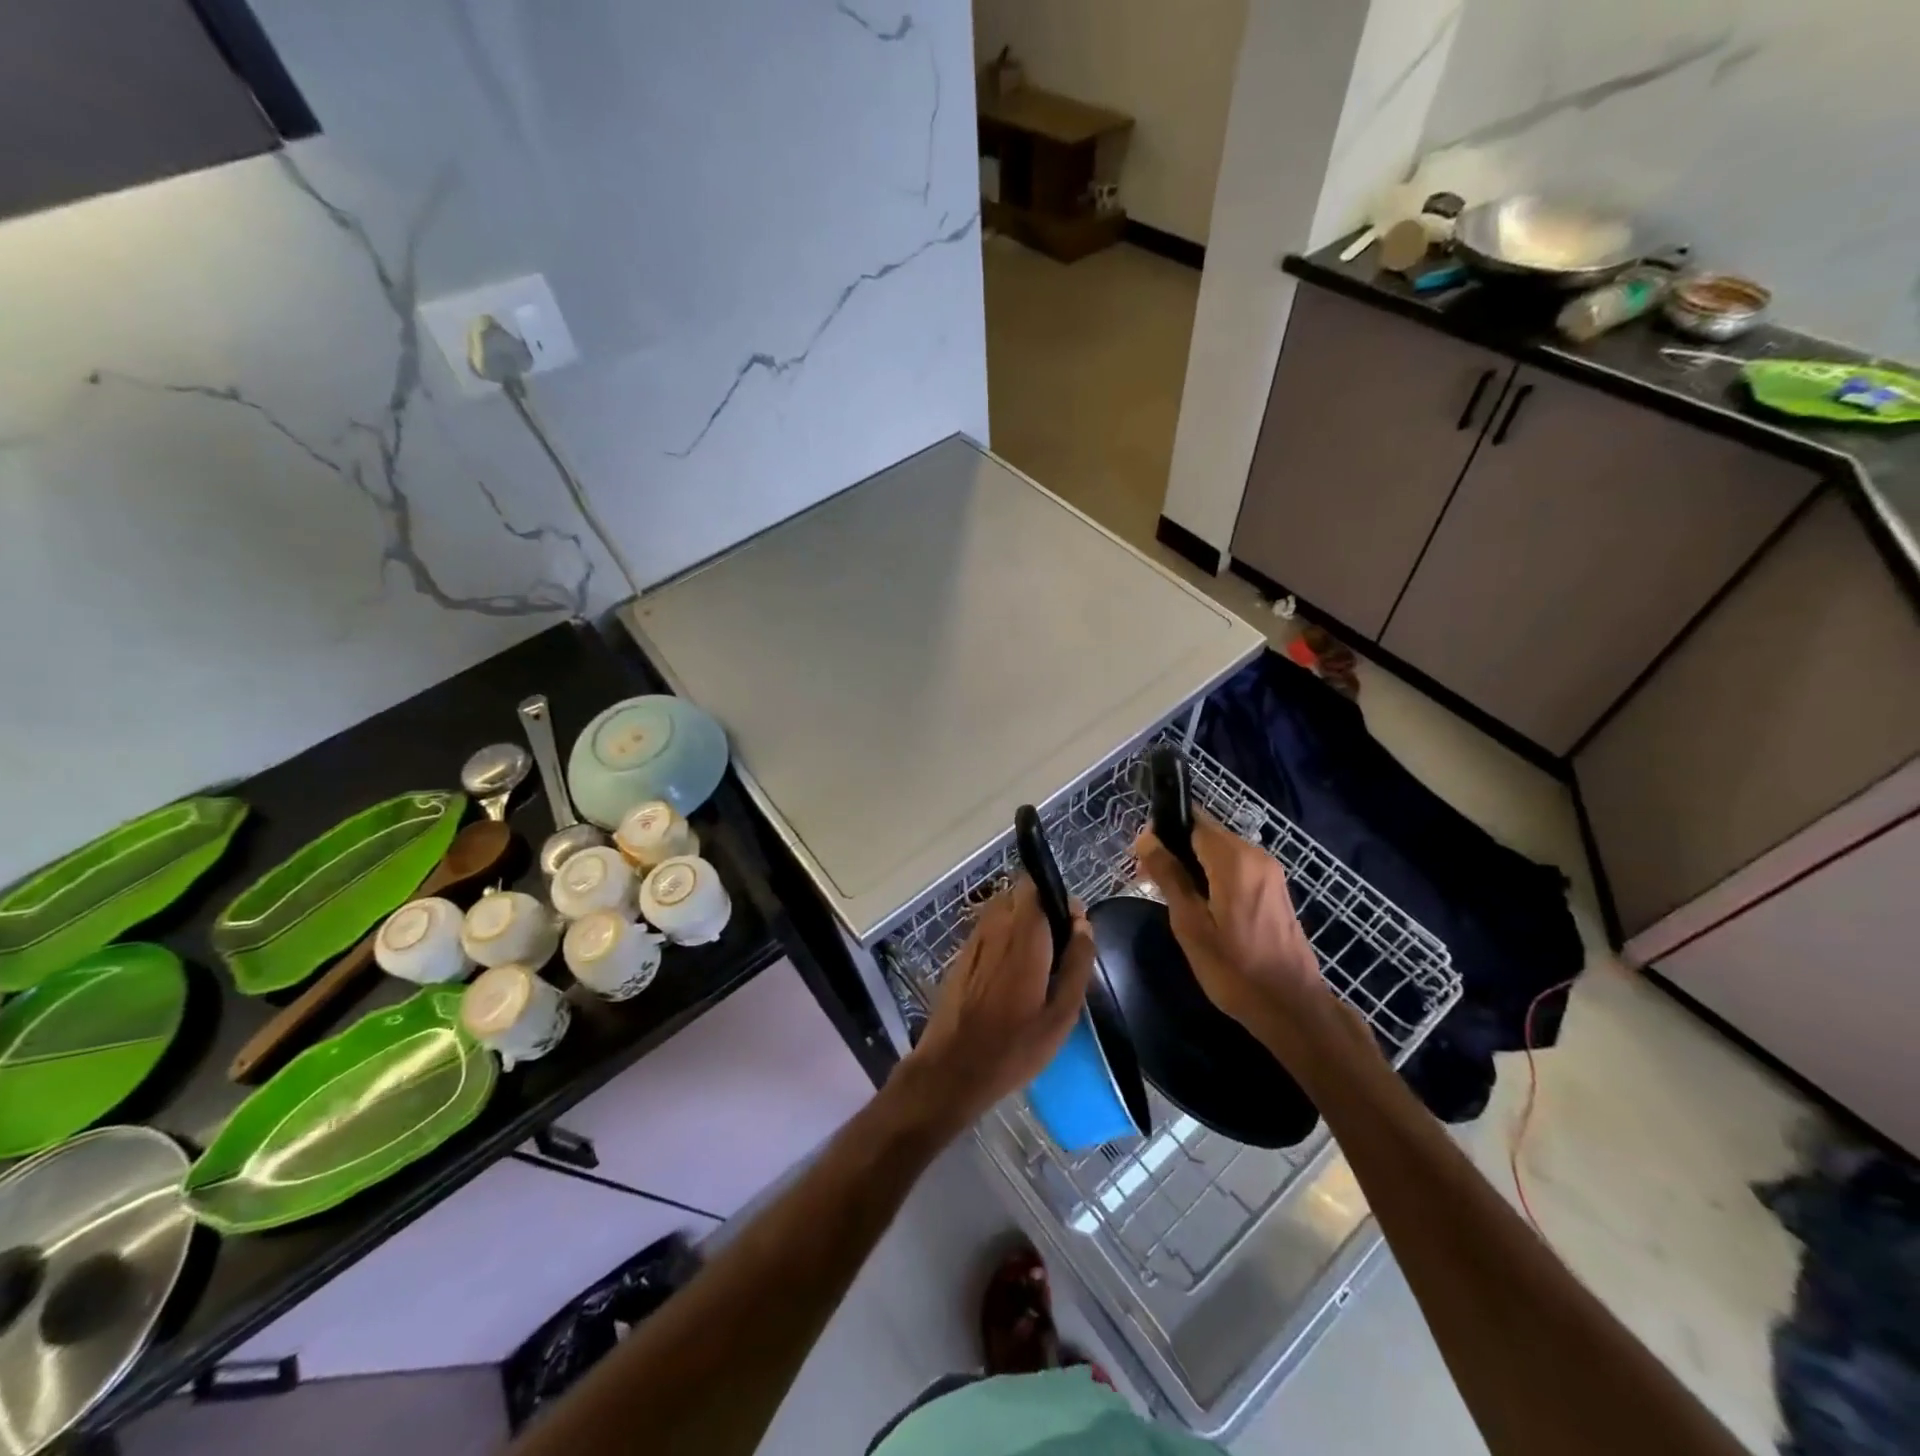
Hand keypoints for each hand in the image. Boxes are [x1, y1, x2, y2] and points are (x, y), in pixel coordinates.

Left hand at [899, 878, 1094, 1135]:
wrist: (953, 1068)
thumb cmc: (1015, 1046)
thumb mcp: (1061, 1014)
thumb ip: (1078, 963)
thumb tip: (1084, 924)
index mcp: (1024, 934)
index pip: (1036, 884)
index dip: (1058, 899)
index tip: (1073, 930)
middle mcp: (995, 926)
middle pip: (1020, 895)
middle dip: (1042, 911)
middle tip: (1058, 950)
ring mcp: (973, 939)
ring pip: (1003, 912)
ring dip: (1022, 925)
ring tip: (1037, 966)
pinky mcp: (961, 956)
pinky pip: (989, 932)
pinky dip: (1005, 940)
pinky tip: (1011, 978)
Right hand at [1135, 815, 1324, 1030]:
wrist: (1292, 1007)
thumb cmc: (1234, 969)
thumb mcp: (1190, 924)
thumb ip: (1168, 875)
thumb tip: (1146, 837)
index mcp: (1234, 860)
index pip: (1192, 821)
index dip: (1163, 832)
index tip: (1143, 858)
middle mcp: (1256, 855)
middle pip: (1206, 834)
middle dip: (1176, 848)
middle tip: (1148, 878)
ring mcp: (1270, 872)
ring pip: (1220, 851)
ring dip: (1193, 863)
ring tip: (1170, 893)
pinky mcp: (1274, 889)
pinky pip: (1236, 867)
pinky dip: (1213, 874)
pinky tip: (1198, 902)